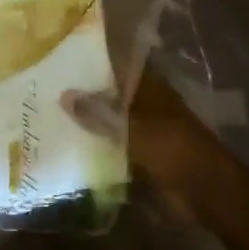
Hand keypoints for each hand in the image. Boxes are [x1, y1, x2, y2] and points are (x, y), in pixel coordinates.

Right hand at [63, 71, 240, 226]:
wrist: (204, 192)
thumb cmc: (173, 149)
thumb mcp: (132, 128)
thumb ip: (99, 112)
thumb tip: (65, 94)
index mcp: (148, 89)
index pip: (117, 67)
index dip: (93, 62)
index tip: (60, 57)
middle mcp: (144, 106)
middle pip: (110, 95)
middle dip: (83, 94)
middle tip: (44, 89)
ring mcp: (142, 132)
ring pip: (108, 122)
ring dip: (86, 122)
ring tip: (47, 116)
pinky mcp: (139, 158)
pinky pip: (110, 148)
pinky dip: (93, 148)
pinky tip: (66, 147)